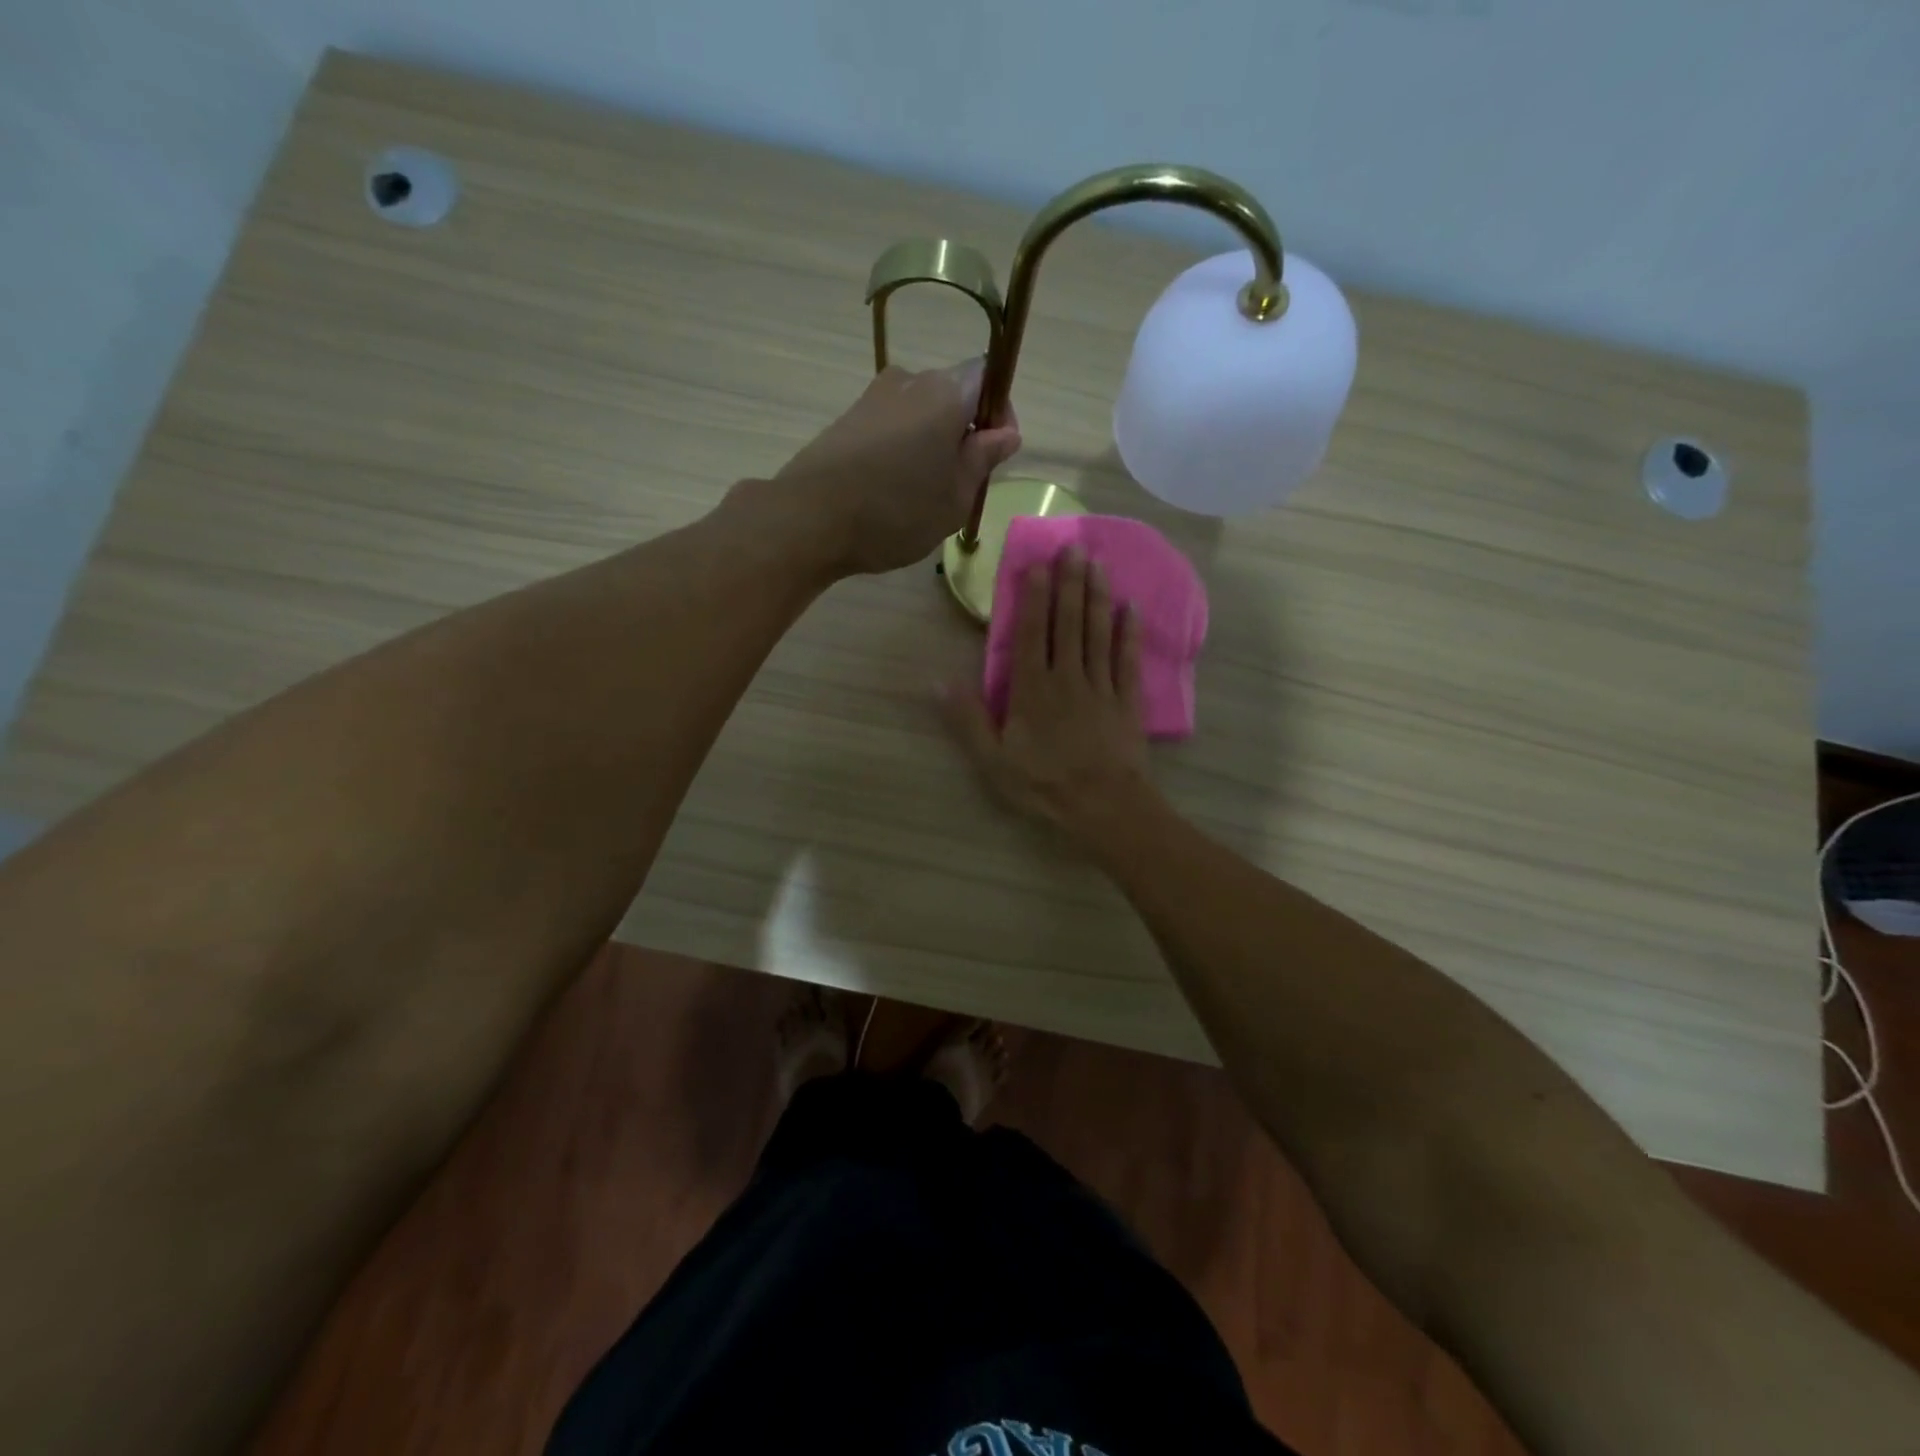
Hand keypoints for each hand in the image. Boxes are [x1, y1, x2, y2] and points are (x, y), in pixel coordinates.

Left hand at [776, 360, 1020, 575]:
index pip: (987, 376)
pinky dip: (903, 449)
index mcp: (945, 392)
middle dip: (965, 432)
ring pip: (920, 413)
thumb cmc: (897, 511)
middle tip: (963, 483)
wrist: (811, 519)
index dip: (999, 410)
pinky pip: (891, 426)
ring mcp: (873, 398)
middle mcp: (909, 381)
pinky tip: (893, 490)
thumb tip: (1005, 433)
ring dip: (932, 443)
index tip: (996, 451)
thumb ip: (983, 459)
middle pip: (952, 394)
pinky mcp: (847, 419)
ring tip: (925, 493)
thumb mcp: (955, 497)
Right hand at [941, 548, 1152, 838]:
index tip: (1038, 563)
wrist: (1103, 806)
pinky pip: (1127, 660)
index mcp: (1031, 689)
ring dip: (1097, 596)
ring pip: (1098, 633)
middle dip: (1069, 583)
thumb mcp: (992, 759)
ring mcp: (1100, 686)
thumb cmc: (1043, 784)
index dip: (1033, 596)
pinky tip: (1130, 609)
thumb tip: (937, 680)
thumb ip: (967, 718)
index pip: (1030, 633)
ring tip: (1098, 563)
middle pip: (1067, 622)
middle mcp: (1066, 677)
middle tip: (1073, 546)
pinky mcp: (1127, 701)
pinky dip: (1129, 634)